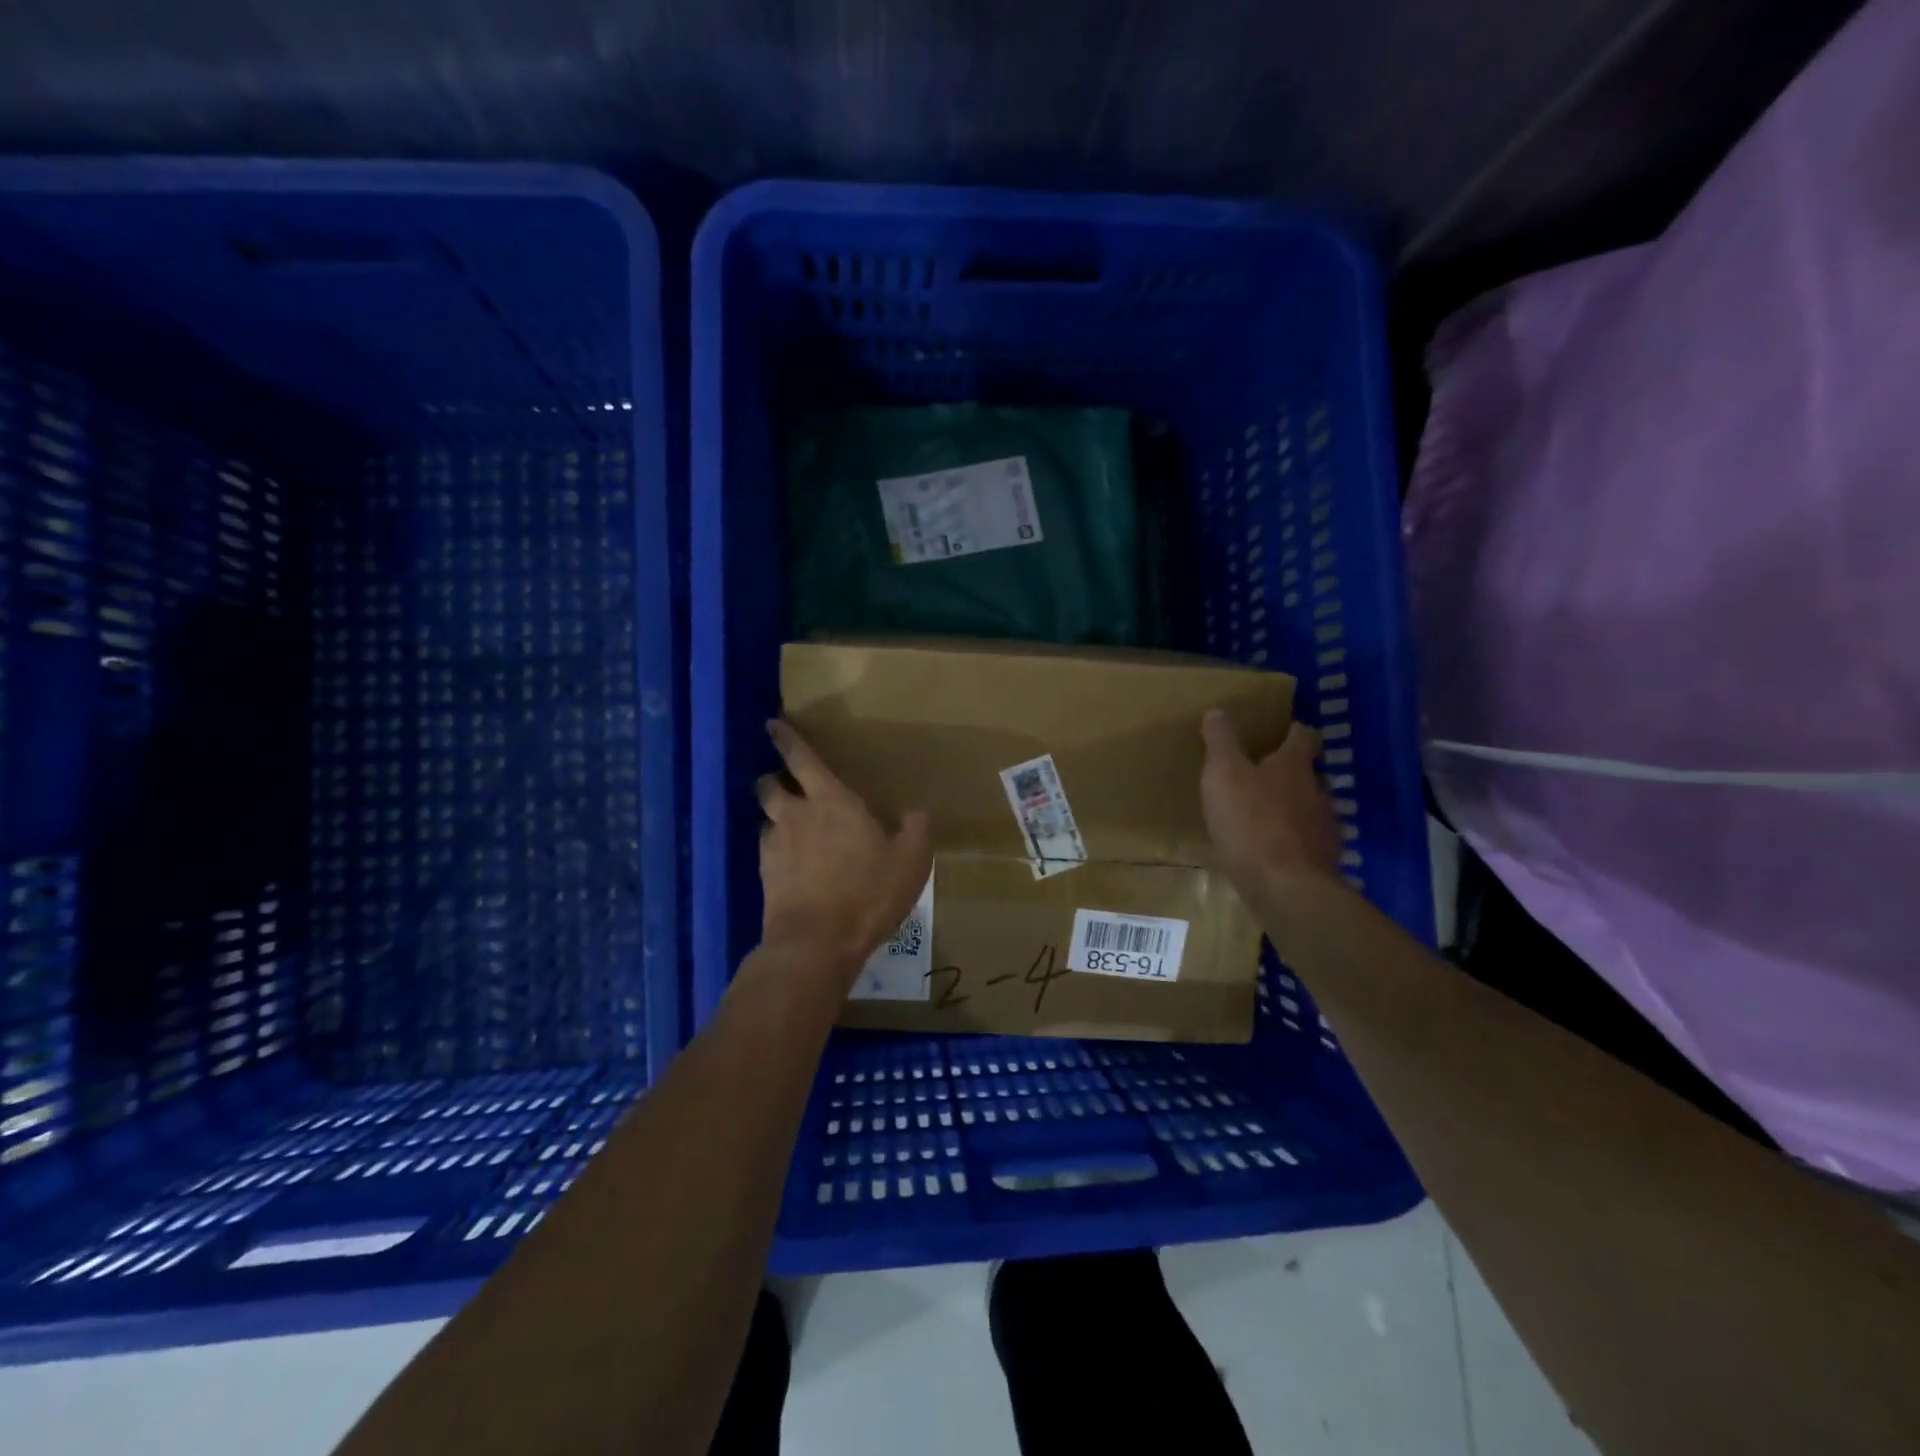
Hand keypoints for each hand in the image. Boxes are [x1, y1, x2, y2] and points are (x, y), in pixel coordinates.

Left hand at [757, 719, 932, 980]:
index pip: (802, 759)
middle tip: (786, 784)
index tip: (773, 724)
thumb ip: (916, 831)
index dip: (787, 739)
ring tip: (791, 828)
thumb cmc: (868, 893)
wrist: (816, 943)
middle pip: (770, 785)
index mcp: (831, 802)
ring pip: (766, 819)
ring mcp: (775, 847)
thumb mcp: (911, 861)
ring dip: (775, 818)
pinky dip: (777, 851)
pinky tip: (792, 866)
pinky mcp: (765, 877)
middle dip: (774, 779)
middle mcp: (796, 816)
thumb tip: (917, 812)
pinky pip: (767, 852)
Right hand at [1199, 709, 1342, 904]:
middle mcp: (1317, 789)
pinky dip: (1294, 839)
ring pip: (1311, 806)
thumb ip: (1221, 741)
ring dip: (1294, 806)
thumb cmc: (1250, 822)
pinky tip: (1275, 849)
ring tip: (1267, 813)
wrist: (1285, 887)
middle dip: (1292, 770)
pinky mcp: (1324, 859)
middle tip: (1265, 773)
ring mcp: (1325, 826)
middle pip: (1310, 771)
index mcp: (1293, 764)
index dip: (1292, 730)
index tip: (1280, 730)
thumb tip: (1218, 710)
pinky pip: (1309, 840)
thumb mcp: (1223, 775)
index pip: (1302, 736)